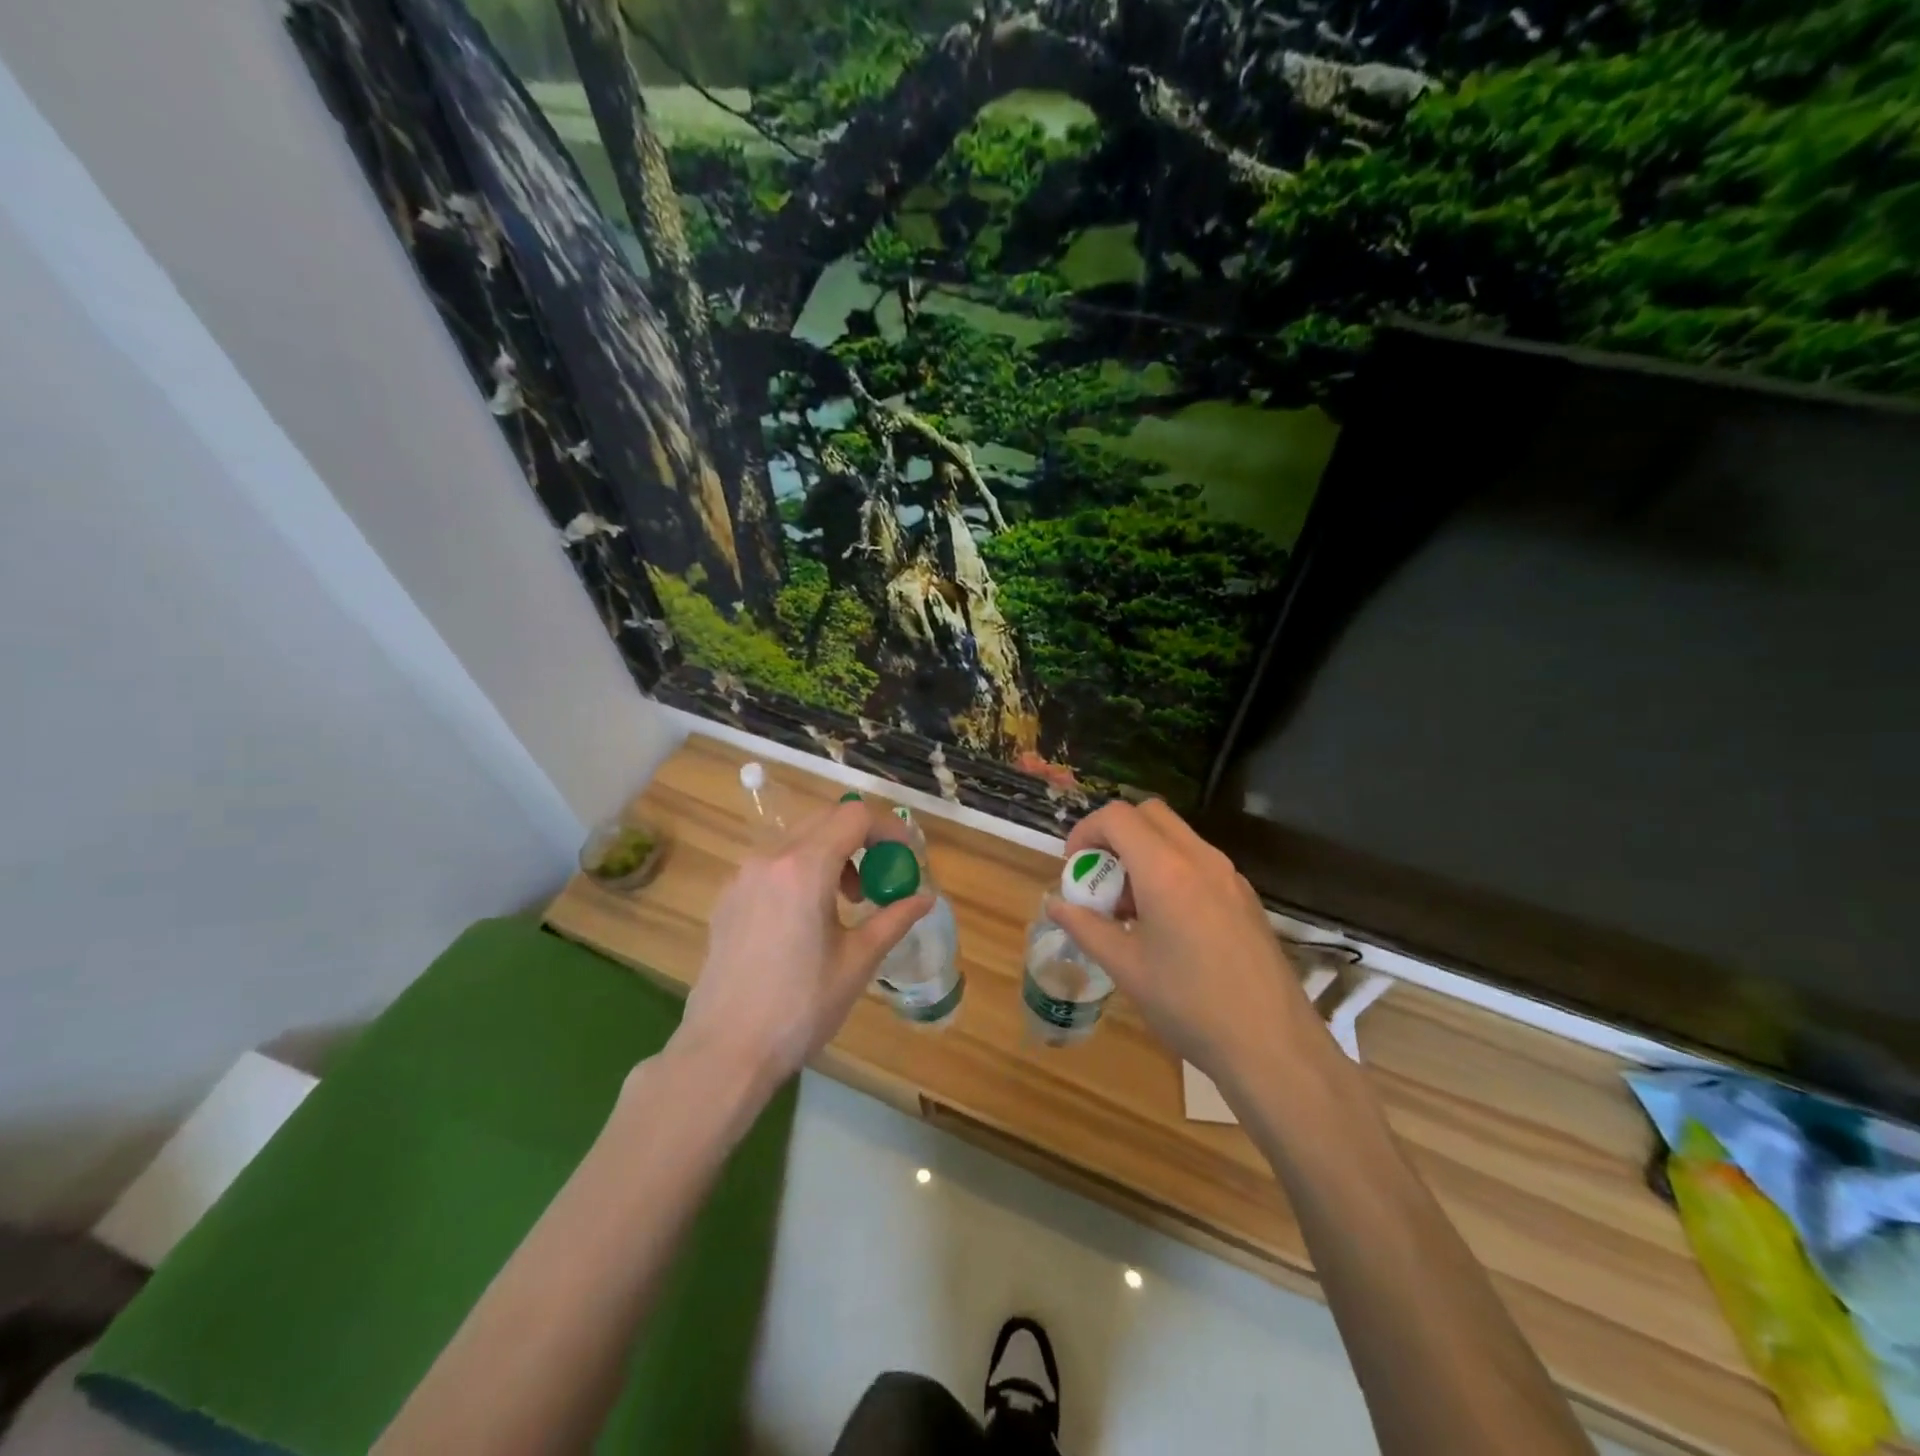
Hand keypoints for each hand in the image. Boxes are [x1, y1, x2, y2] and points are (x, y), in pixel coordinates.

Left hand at [675, 799, 931, 1091]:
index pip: (854, 816)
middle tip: (880, 879)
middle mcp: (769, 859)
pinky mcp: (726, 899)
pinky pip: (773, 865)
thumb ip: (894, 919)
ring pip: (797, 840)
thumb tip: (925, 898)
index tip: (906, 856)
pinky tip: (807, 919)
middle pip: (824, 820)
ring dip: (831, 855)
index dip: (888, 828)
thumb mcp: (857, 962)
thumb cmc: (800, 1007)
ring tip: (846, 904)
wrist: (725, 1051)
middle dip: (861, 840)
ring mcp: (742, 877)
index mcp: (804, 868)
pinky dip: (801, 872)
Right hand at [1047, 800, 1316, 1086]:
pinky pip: (1198, 861)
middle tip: (1100, 878)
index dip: (1086, 831)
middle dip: (1115, 834)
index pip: (1118, 816)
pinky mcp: (1245, 897)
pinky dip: (1170, 870)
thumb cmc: (1189, 1005)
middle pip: (1149, 814)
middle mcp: (1201, 859)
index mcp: (1167, 871)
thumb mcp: (1126, 968)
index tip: (1074, 866)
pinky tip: (1166, 923)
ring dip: (1143, 852)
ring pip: (1177, 836)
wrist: (1273, 1046)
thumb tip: (1055, 904)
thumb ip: (1086, 927)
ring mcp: (1229, 876)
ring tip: (1129, 908)